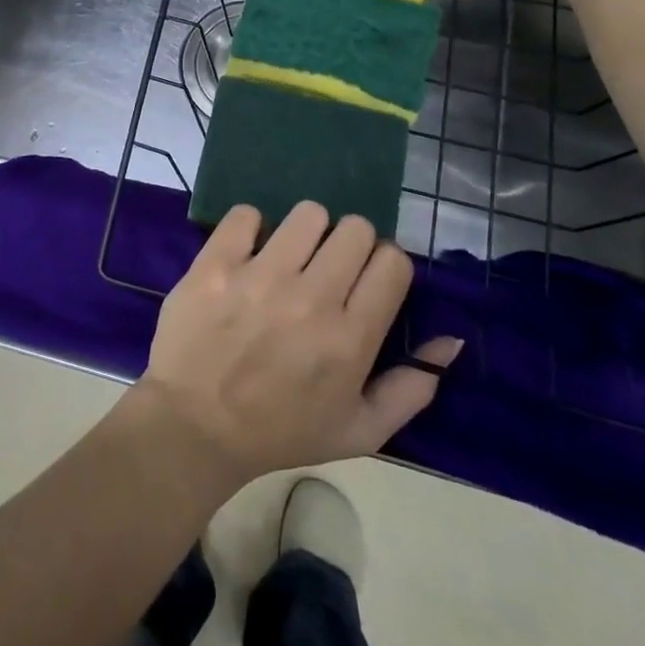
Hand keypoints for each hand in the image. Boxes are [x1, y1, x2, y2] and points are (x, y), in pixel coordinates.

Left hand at [134, 202, 461, 487]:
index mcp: (350, 340)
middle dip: (349, 244)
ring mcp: (261, 277)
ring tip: (289, 257)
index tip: (365, 279)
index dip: (384, 265)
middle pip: (356, 229)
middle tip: (328, 268)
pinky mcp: (217, 263)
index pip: (392, 262)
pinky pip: (247, 214)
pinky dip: (251, 228)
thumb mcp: (359, 432)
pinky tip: (248, 254)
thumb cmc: (280, 432)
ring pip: (308, 213)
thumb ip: (412, 388)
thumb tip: (451, 339)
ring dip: (305, 231)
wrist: (193, 428)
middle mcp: (311, 299)